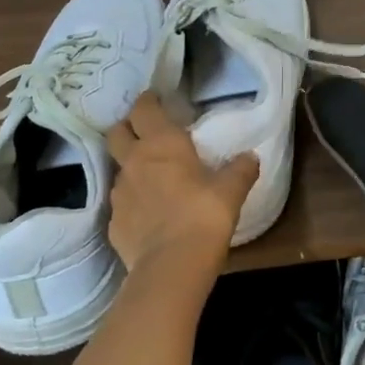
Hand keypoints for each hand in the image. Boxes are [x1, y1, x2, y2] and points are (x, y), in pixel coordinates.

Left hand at [104, 93, 257, 290]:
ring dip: (132, 167)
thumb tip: (250, 157)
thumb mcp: (231, 190)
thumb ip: (240, 169)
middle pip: (117, 133)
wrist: (171, 266)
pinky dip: (134, 202)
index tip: (155, 98)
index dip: (148, 101)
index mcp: (162, 144)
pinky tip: (150, 214)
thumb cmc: (204, 215)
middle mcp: (134, 162)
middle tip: (145, 132)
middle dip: (128, 128)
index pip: (144, 109)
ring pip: (119, 169)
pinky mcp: (114, 223)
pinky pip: (123, 203)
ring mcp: (119, 193)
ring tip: (152, 177)